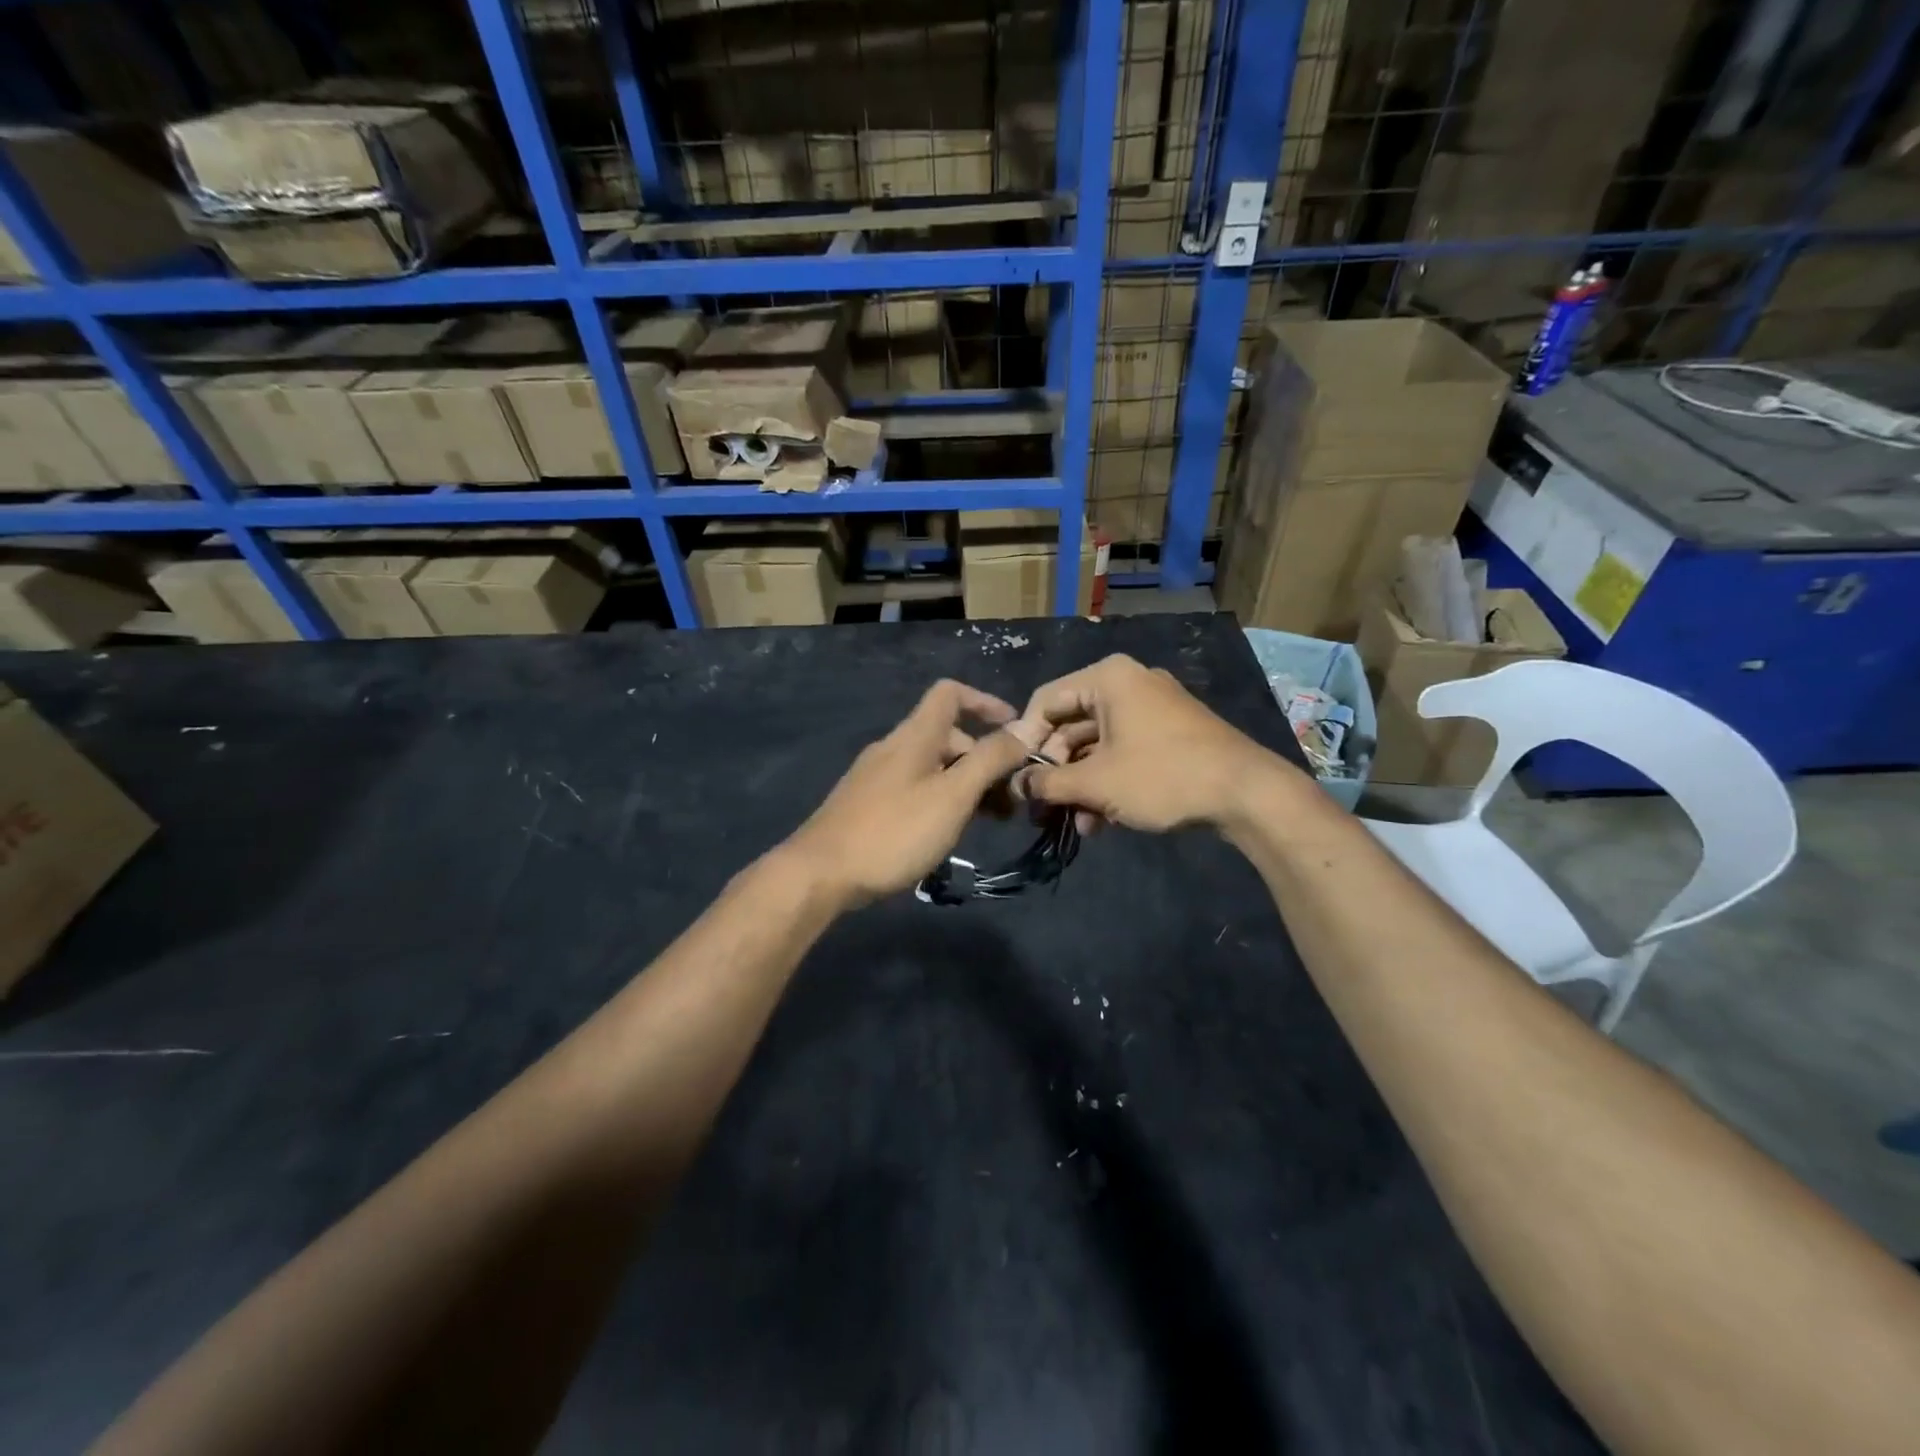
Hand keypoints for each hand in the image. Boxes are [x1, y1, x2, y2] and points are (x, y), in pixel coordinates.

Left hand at [783, 679, 1041, 909]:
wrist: (820, 874)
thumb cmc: (894, 831)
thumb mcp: (952, 795)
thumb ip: (989, 760)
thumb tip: (1024, 729)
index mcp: (914, 736)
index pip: (950, 693)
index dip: (985, 702)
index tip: (1016, 731)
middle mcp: (894, 747)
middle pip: (947, 735)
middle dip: (984, 758)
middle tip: (1011, 797)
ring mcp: (877, 776)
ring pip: (933, 766)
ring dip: (966, 783)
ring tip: (991, 820)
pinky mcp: (868, 804)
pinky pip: (915, 788)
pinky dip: (942, 799)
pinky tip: (950, 831)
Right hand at [1014, 654, 1295, 832]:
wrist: (1246, 793)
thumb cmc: (1162, 776)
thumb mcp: (1096, 783)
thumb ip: (1048, 782)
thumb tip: (1019, 785)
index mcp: (1107, 678)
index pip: (1045, 700)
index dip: (1026, 740)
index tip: (1017, 777)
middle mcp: (1128, 683)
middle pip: (1071, 723)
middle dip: (1057, 770)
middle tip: (1045, 806)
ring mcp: (1152, 707)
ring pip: (1098, 743)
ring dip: (1082, 783)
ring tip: (1077, 822)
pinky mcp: (1169, 731)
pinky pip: (1124, 750)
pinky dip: (1109, 780)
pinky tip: (1103, 819)